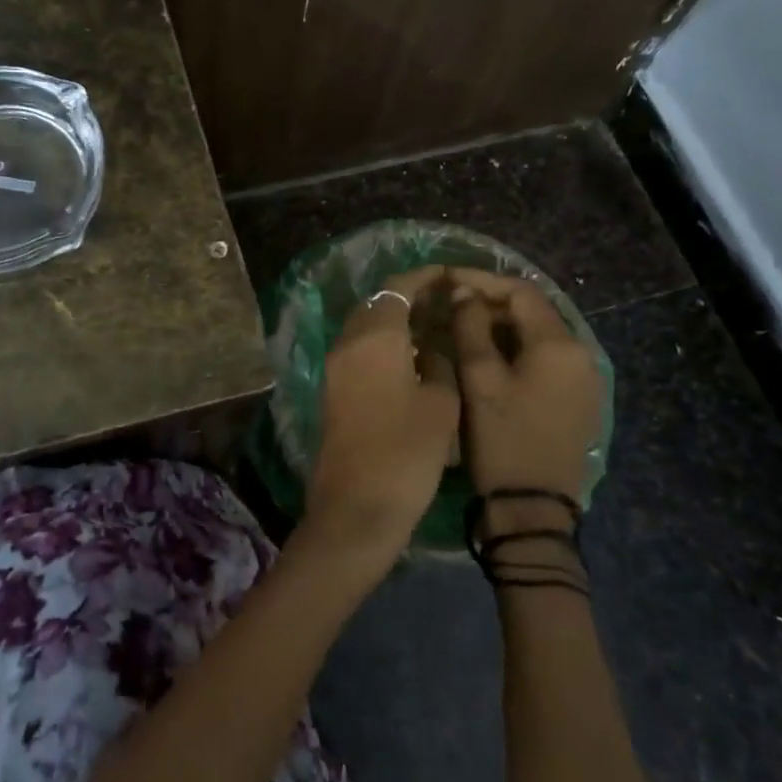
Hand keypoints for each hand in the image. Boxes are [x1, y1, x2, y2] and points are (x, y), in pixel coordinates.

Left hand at [302, 266, 460, 578]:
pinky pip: (359, 349)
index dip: (425, 276)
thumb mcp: (441, 404)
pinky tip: (411, 358)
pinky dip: (383, 342)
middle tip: (446, 302)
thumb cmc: (406, 453)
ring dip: (395, 320)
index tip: (450, 274)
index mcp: (375, 336)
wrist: (355, 507)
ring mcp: (335, 366)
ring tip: (434, 327)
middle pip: (377, 302)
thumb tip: (430, 346)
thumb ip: (440, 362)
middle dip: (409, 295)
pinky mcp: (332, 389)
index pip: (398, 286)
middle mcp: (348, 342)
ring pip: (365, 326)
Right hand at [450, 270, 602, 507]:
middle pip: (533, 311)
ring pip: (538, 335)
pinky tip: (486, 357)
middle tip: (449, 305)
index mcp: (559, 345)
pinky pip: (545, 359)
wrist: (532, 510)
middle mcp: (581, 354)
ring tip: (461, 328)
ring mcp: (583, 380)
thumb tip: (463, 292)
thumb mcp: (479, 379)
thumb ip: (470, 326)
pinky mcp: (578, 400)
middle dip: (490, 302)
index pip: (521, 292)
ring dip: (501, 326)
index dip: (481, 281)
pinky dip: (516, 349)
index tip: (446, 280)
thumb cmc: (502, 439)